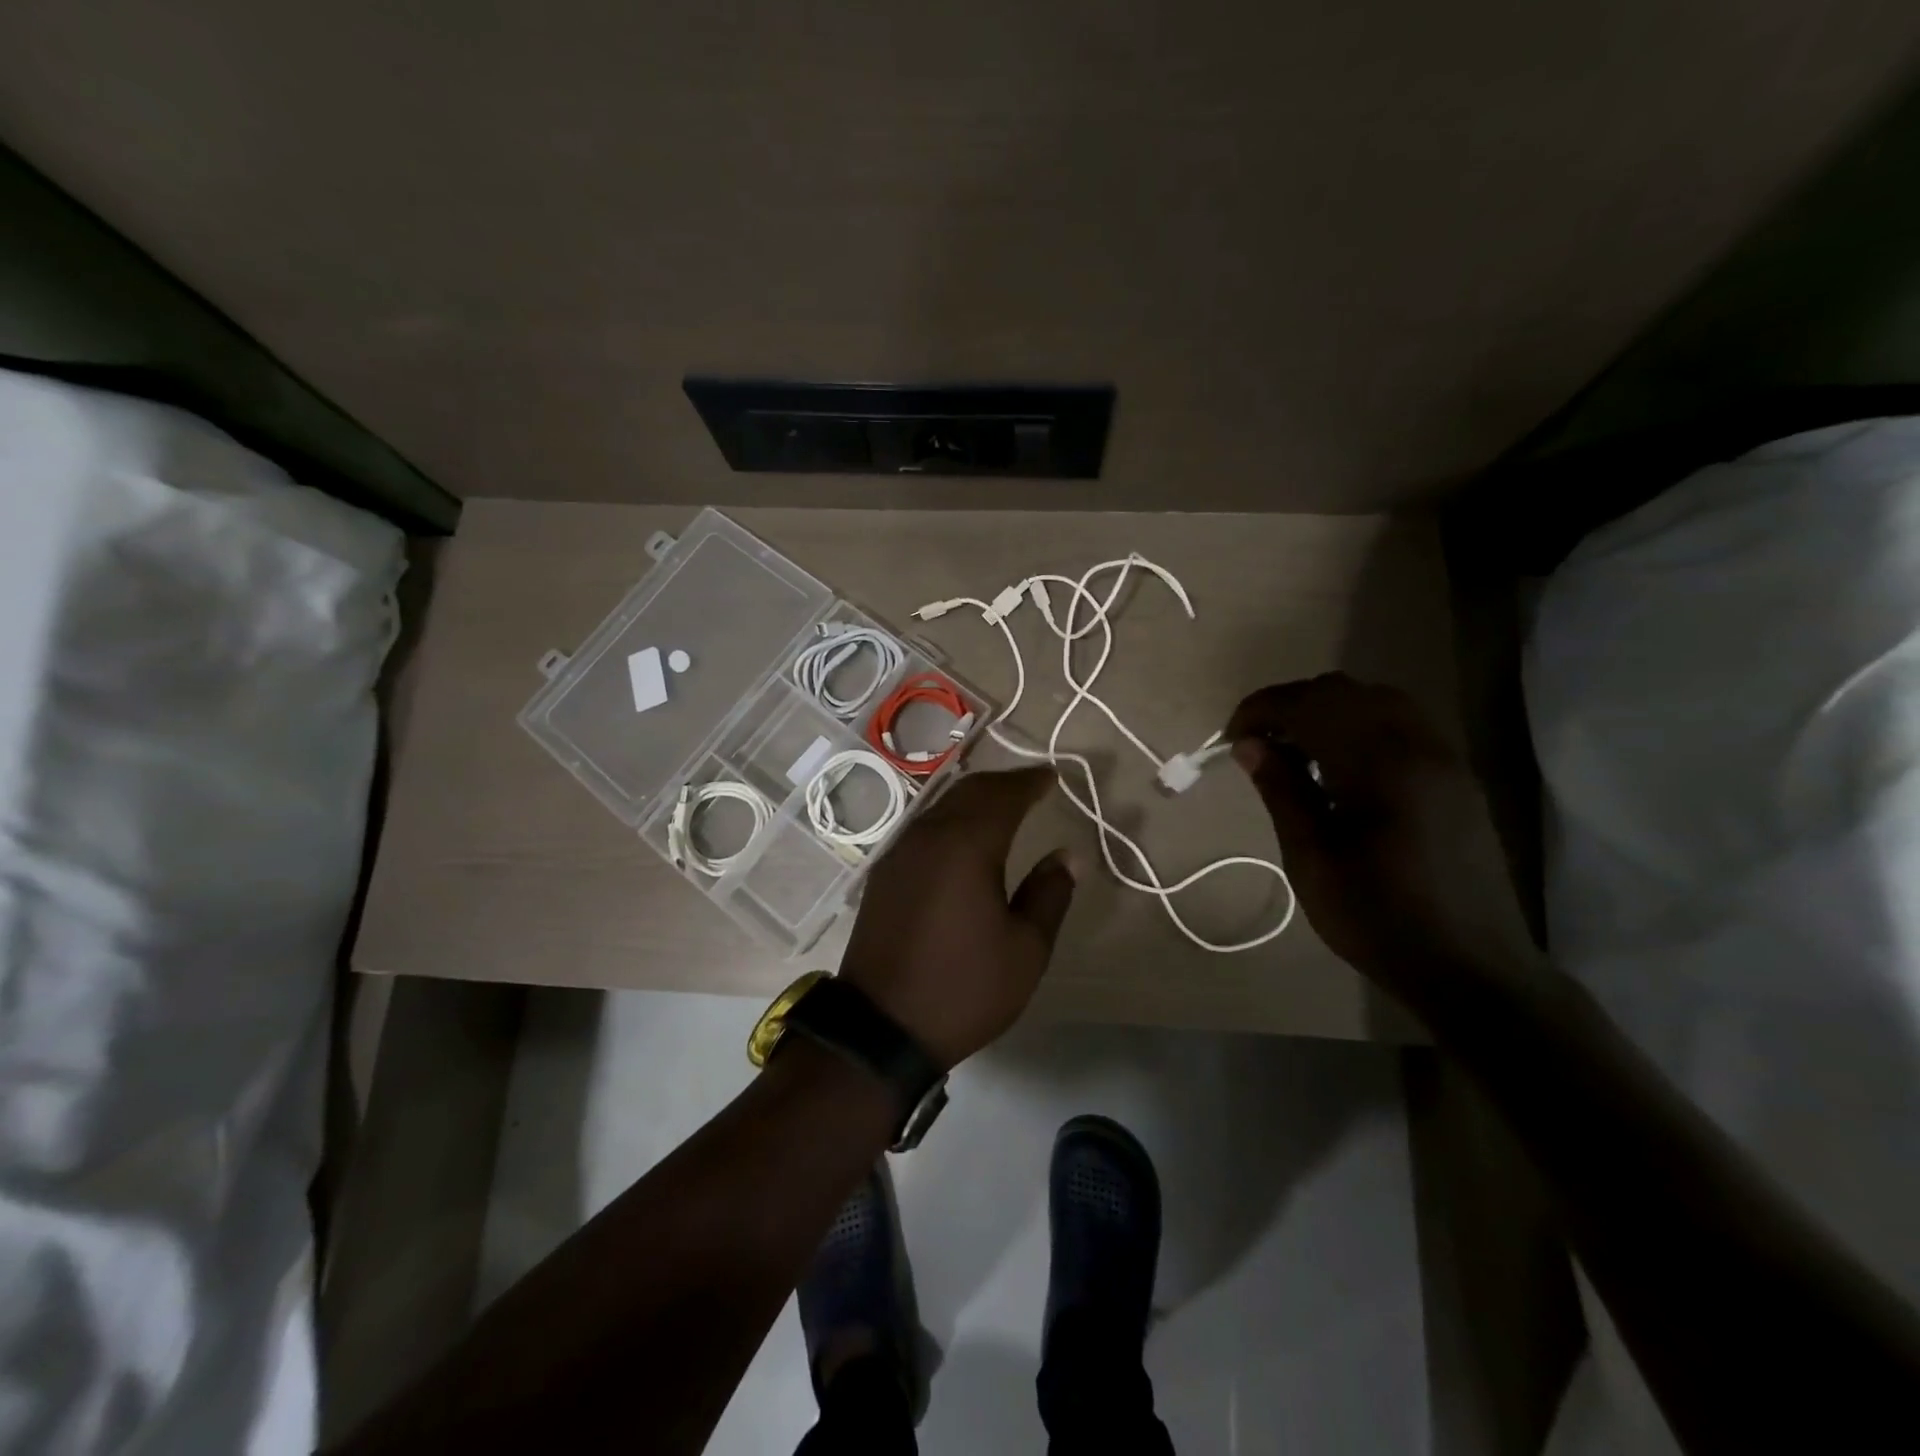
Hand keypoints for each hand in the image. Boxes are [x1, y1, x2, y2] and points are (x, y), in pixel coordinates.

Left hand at [839, 767, 1075, 1069]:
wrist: (881, 1026)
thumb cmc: (964, 987)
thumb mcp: (1025, 949)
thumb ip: (1049, 894)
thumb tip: (1065, 854)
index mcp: (966, 845)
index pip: (1003, 795)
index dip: (1030, 781)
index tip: (1052, 776)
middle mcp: (929, 836)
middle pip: (968, 791)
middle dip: (1002, 783)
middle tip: (1031, 785)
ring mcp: (900, 853)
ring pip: (941, 806)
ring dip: (974, 798)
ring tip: (1002, 805)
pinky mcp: (884, 873)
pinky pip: (924, 828)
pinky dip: (950, 818)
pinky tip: (962, 836)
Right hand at [1226, 674, 1544, 1006]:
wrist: (1471, 968)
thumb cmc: (1377, 918)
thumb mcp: (1311, 859)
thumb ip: (1281, 791)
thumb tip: (1249, 744)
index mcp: (1379, 765)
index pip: (1309, 704)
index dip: (1261, 710)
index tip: (1231, 739)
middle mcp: (1417, 745)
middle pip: (1343, 691)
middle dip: (1291, 706)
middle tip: (1258, 745)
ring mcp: (1444, 757)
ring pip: (1375, 700)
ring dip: (1325, 713)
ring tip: (1294, 753)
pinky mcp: (1455, 776)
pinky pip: (1400, 723)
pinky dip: (1358, 726)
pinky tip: (1339, 769)